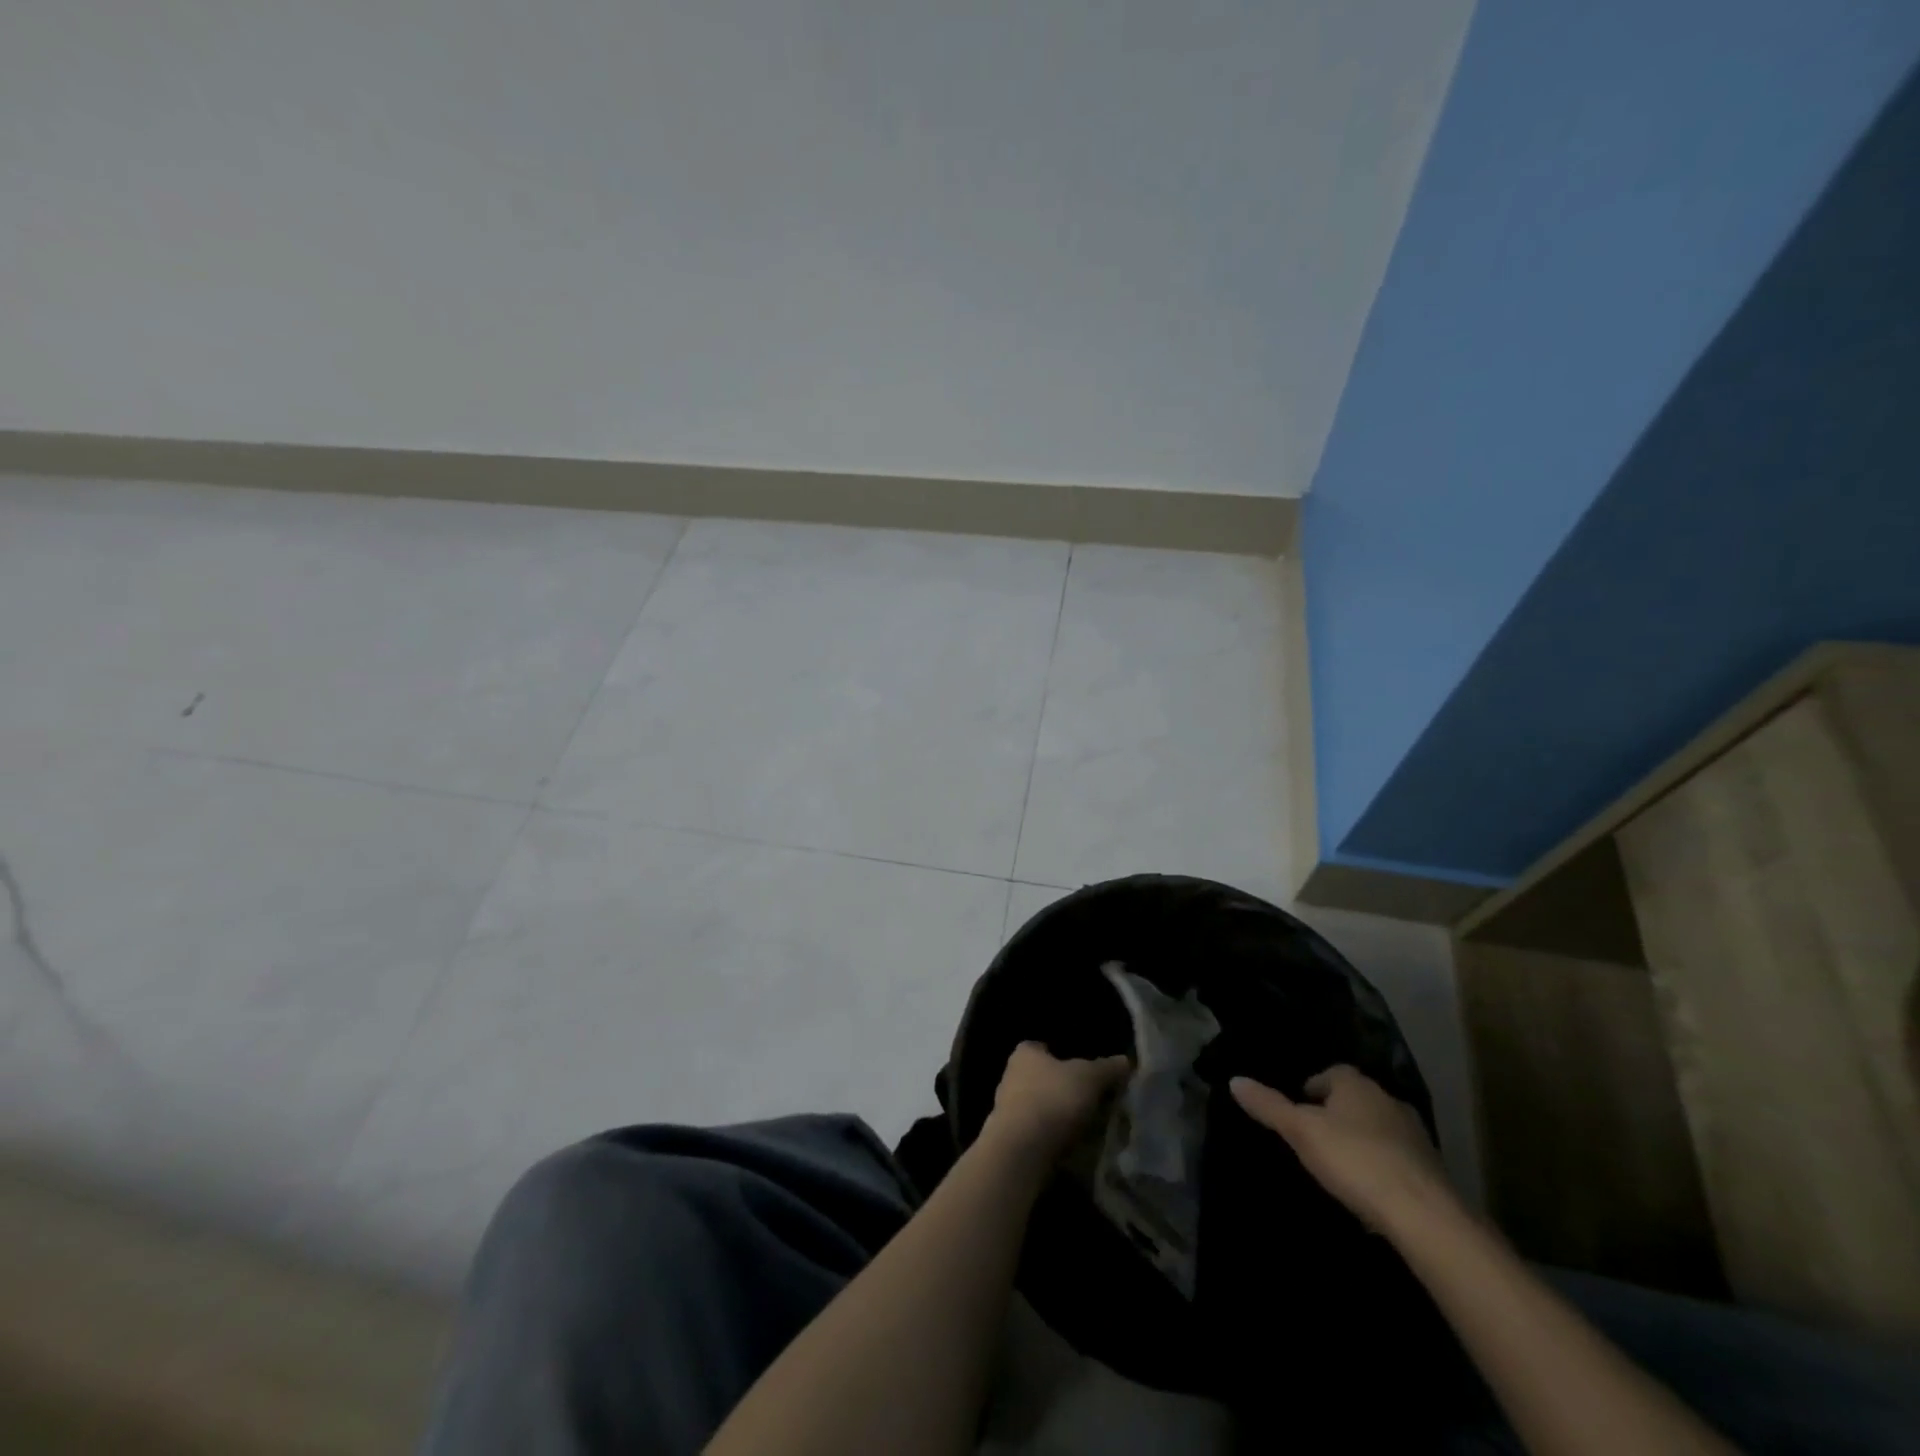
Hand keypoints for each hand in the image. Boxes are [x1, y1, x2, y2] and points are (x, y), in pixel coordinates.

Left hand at [987, 1041, 1130, 1159]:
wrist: (1021, 1151)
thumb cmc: (1053, 1100)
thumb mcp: (1088, 1078)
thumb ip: (1106, 1068)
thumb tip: (1125, 1061)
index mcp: (1025, 1055)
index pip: (1041, 1047)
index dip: (1061, 1056)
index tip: (1082, 1071)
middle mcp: (1011, 1077)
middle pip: (1041, 1078)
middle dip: (1062, 1089)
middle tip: (1091, 1101)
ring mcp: (1007, 1110)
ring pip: (1039, 1107)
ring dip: (1058, 1116)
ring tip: (1087, 1129)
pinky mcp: (1010, 1140)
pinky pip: (1036, 1133)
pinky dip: (1051, 1138)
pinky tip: (1071, 1149)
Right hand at [1231, 1064, 1449, 1227]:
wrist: (1424, 1215)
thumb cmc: (1354, 1160)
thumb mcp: (1301, 1132)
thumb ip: (1269, 1106)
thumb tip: (1234, 1080)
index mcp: (1357, 1085)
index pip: (1331, 1073)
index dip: (1312, 1088)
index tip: (1299, 1109)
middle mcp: (1389, 1100)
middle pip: (1356, 1100)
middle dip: (1337, 1114)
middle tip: (1315, 1137)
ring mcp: (1415, 1136)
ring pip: (1379, 1129)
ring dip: (1362, 1141)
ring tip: (1340, 1166)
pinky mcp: (1432, 1170)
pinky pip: (1398, 1159)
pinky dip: (1383, 1167)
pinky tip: (1370, 1191)